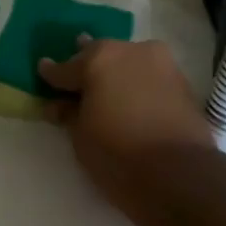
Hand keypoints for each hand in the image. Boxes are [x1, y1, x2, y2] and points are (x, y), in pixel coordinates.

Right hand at [38, 38, 217, 203]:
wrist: (179, 175)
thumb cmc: (117, 154)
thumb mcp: (81, 136)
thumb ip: (68, 114)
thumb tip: (59, 105)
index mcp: (99, 59)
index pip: (66, 67)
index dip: (52, 73)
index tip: (43, 70)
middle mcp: (131, 51)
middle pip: (100, 56)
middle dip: (86, 67)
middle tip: (75, 80)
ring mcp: (161, 64)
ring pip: (128, 63)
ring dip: (115, 74)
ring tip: (105, 90)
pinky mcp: (182, 82)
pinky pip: (149, 77)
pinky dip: (136, 85)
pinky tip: (130, 100)